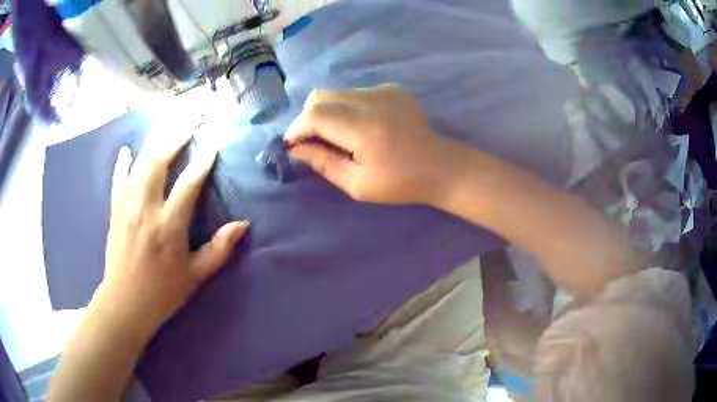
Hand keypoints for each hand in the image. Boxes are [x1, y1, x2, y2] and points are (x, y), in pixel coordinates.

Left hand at [99, 128, 247, 333]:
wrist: (126, 302)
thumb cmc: (163, 292)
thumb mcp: (196, 275)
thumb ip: (219, 249)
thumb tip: (243, 225)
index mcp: (169, 226)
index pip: (188, 184)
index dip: (202, 161)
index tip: (212, 144)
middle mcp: (146, 209)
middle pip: (158, 162)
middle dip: (174, 138)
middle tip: (188, 123)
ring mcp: (127, 207)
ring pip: (139, 165)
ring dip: (154, 143)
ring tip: (166, 128)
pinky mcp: (115, 211)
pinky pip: (118, 179)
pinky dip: (122, 163)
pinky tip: (127, 150)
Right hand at [285, 84, 459, 205]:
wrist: (440, 167)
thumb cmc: (399, 183)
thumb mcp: (357, 184)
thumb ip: (323, 163)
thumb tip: (295, 149)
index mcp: (364, 128)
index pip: (314, 115)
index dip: (297, 129)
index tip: (292, 146)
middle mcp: (371, 100)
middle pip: (319, 97)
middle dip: (307, 119)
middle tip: (312, 142)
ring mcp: (383, 90)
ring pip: (336, 93)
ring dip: (326, 112)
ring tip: (337, 136)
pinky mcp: (391, 88)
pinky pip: (355, 93)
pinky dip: (346, 107)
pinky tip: (360, 126)